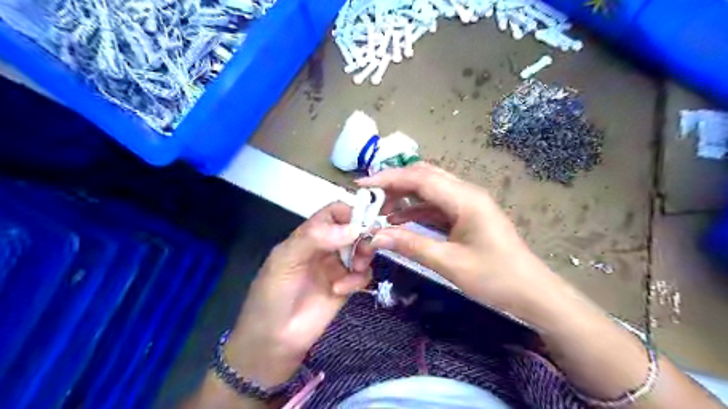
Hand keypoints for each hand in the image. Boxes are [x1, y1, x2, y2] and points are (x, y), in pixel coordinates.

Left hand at [227, 203, 374, 387]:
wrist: (273, 341)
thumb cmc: (272, 296)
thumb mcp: (284, 261)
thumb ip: (314, 238)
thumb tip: (354, 229)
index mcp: (308, 236)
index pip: (334, 213)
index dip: (350, 213)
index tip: (363, 223)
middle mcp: (326, 248)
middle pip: (354, 230)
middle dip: (362, 237)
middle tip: (364, 249)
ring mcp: (337, 267)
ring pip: (363, 251)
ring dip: (363, 257)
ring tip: (354, 269)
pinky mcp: (346, 287)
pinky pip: (363, 274)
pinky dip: (358, 279)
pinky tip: (341, 290)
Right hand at [358, 162, 561, 326]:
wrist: (532, 292)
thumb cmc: (495, 277)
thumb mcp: (449, 263)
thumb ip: (411, 245)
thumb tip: (376, 236)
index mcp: (464, 199)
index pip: (419, 178)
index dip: (388, 178)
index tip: (362, 184)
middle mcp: (466, 193)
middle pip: (424, 177)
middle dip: (394, 183)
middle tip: (369, 196)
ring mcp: (468, 203)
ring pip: (430, 189)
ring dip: (404, 196)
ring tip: (379, 209)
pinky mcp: (467, 215)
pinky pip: (437, 205)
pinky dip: (416, 209)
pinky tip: (400, 219)